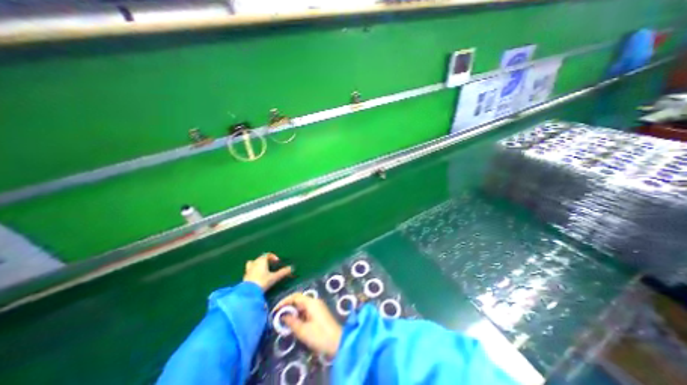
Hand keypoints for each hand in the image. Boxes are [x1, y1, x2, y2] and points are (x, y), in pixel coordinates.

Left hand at [240, 253, 292, 291]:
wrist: (249, 292)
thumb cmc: (262, 282)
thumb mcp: (274, 277)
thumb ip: (283, 272)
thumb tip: (291, 268)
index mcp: (261, 261)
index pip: (267, 254)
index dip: (273, 257)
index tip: (277, 262)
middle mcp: (254, 263)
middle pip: (259, 258)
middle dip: (265, 260)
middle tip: (270, 266)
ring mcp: (248, 270)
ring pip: (252, 263)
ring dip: (257, 264)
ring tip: (262, 270)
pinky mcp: (244, 277)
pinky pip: (249, 271)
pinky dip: (253, 272)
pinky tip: (257, 278)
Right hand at [272, 293, 339, 355]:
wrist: (337, 342)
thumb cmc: (319, 335)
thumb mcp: (303, 331)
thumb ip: (291, 322)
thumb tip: (282, 316)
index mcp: (311, 302)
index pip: (295, 296)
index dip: (284, 301)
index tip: (275, 310)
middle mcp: (314, 301)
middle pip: (299, 299)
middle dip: (288, 306)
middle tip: (278, 316)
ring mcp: (318, 306)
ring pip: (302, 305)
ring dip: (293, 311)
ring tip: (284, 321)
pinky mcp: (319, 313)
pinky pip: (306, 310)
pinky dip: (299, 314)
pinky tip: (294, 323)